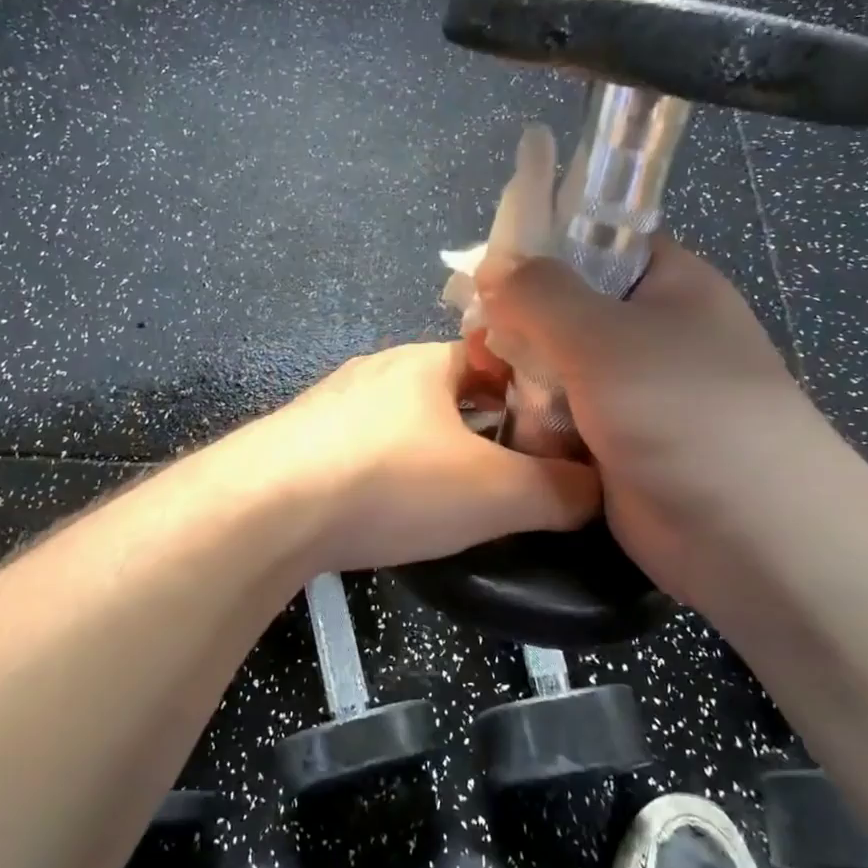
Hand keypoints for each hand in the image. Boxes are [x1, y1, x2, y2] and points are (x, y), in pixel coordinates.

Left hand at [248, 342, 601, 572]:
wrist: (265, 510)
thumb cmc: (391, 482)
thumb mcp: (495, 493)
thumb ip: (559, 490)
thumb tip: (601, 491)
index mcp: (428, 360)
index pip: (498, 357)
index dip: (534, 392)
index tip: (555, 435)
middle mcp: (379, 369)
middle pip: (451, 390)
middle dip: (485, 426)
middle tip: (514, 473)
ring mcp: (333, 403)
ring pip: (405, 420)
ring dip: (434, 449)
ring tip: (457, 498)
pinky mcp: (301, 441)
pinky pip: (363, 448)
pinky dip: (389, 471)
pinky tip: (389, 508)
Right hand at [475, 239, 845, 604]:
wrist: (748, 533)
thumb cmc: (680, 409)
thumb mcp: (600, 334)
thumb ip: (538, 293)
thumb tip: (492, 264)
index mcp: (666, 284)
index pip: (594, 244)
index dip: (539, 252)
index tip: (486, 275)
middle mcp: (651, 332)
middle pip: (567, 310)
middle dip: (521, 326)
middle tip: (481, 345)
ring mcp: (633, 391)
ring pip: (557, 367)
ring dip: (524, 380)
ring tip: (490, 388)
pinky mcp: (617, 443)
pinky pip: (563, 418)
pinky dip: (538, 423)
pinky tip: (513, 429)